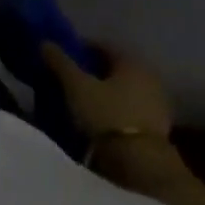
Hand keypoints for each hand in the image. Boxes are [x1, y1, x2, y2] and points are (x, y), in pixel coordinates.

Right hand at [42, 42, 172, 139]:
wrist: (140, 161)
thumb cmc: (106, 114)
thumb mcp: (76, 86)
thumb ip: (61, 63)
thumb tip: (46, 42)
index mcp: (132, 62)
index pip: (104, 46)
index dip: (82, 48)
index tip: (64, 56)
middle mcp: (150, 77)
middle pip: (116, 68)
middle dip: (94, 70)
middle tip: (71, 77)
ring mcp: (157, 102)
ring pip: (124, 88)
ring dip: (106, 90)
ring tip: (82, 98)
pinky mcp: (158, 126)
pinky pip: (131, 107)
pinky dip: (115, 107)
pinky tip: (100, 116)